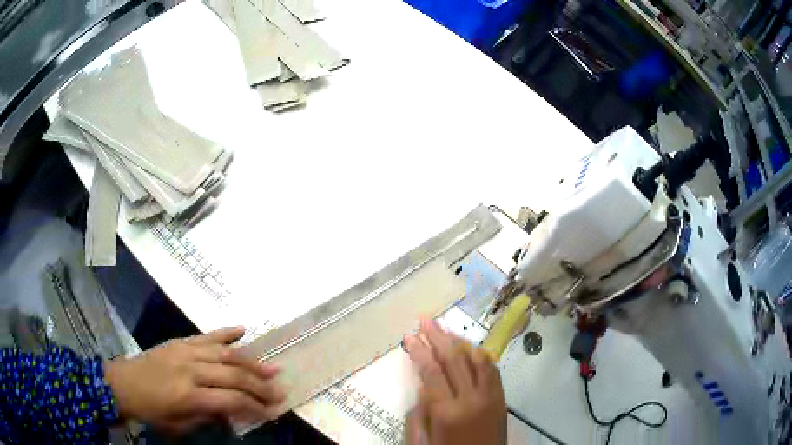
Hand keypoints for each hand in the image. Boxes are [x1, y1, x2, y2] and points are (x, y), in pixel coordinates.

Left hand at [104, 326, 283, 433]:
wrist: (122, 384)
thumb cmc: (151, 411)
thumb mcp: (180, 425)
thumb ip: (208, 416)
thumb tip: (232, 410)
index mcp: (188, 395)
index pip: (231, 400)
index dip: (255, 406)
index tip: (272, 411)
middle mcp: (189, 369)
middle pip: (233, 375)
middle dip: (259, 385)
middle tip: (279, 390)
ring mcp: (184, 351)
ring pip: (224, 353)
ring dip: (251, 361)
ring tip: (271, 367)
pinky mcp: (178, 341)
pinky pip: (206, 335)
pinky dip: (225, 332)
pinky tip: (242, 330)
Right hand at [403, 320, 506, 444]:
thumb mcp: (424, 440)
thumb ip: (421, 412)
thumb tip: (423, 385)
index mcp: (446, 411)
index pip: (431, 371)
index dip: (419, 351)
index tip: (409, 336)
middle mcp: (470, 398)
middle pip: (453, 359)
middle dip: (437, 336)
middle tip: (425, 319)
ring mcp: (489, 396)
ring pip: (475, 359)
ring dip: (459, 341)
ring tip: (445, 328)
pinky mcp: (501, 397)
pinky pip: (492, 369)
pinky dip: (481, 355)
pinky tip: (471, 347)